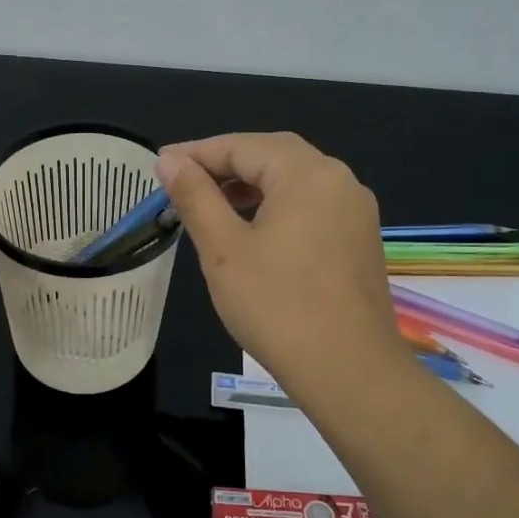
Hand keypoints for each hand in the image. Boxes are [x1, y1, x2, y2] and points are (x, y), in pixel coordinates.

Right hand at [156, 133, 408, 406]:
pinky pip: (311, 206)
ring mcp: (355, 211)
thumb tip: (170, 160)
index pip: (242, 146)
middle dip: (225, 164)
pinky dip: (276, 206)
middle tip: (183, 181)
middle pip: (273, 156)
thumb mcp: (224, 249)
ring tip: (211, 205)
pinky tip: (253, 231)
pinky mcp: (359, 240)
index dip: (197, 153)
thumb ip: (196, 197)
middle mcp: (339, 180)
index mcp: (307, 174)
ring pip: (294, 181)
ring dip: (251, 186)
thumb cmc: (277, 306)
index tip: (159, 165)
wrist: (349, 371)